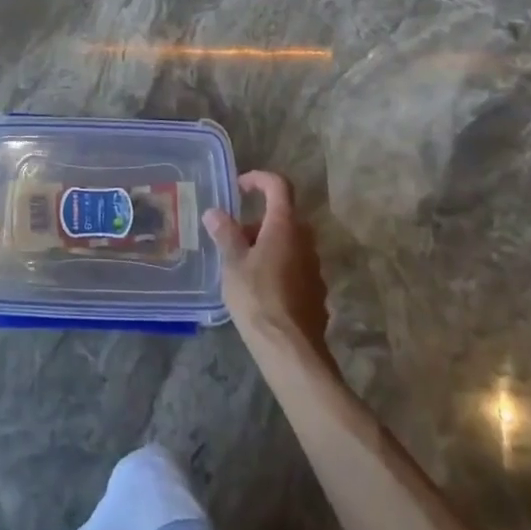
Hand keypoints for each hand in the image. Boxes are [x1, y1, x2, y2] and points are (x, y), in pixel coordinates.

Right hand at [204, 171, 336, 367]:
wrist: (290, 350)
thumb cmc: (257, 298)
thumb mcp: (233, 263)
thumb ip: (225, 233)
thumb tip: (215, 212)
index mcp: (285, 227)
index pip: (279, 186)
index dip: (259, 179)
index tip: (239, 187)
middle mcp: (305, 242)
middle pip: (284, 217)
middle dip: (258, 222)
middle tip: (234, 237)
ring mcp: (314, 268)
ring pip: (289, 244)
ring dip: (267, 245)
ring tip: (241, 266)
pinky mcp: (316, 293)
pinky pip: (295, 268)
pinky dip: (277, 267)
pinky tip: (259, 290)